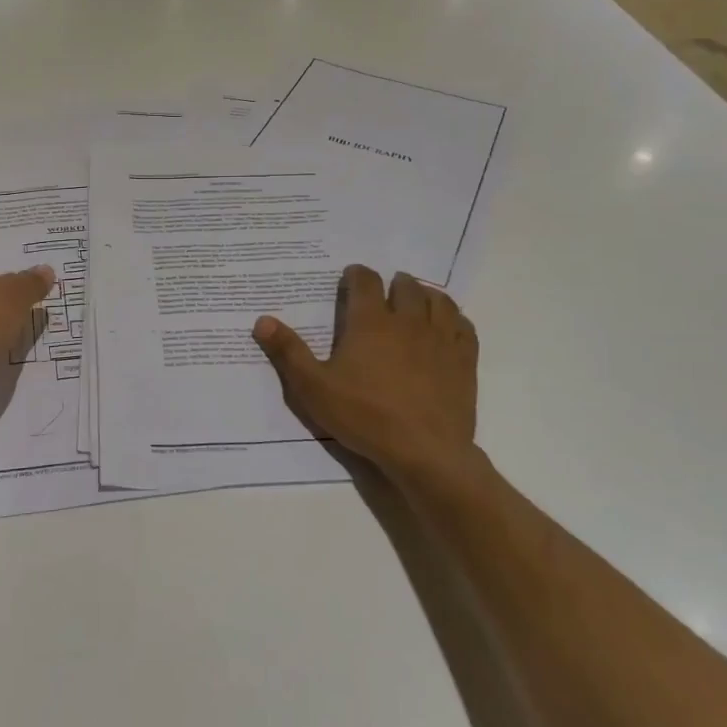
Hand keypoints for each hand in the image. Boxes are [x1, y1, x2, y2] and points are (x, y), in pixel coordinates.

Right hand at [253, 265, 489, 493]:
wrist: (425, 452)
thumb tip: (262, 320)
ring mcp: (440, 339)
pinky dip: (454, 319)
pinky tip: (447, 326)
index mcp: (370, 322)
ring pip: (438, 301)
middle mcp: (407, 321)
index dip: (357, 274)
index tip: (351, 276)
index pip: (365, 282)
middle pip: (405, 286)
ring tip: (416, 300)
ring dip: (425, 295)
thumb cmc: (364, 416)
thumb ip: (288, 352)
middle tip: (384, 291)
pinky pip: (464, 327)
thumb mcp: (313, 387)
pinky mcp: (464, 361)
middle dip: (393, 283)